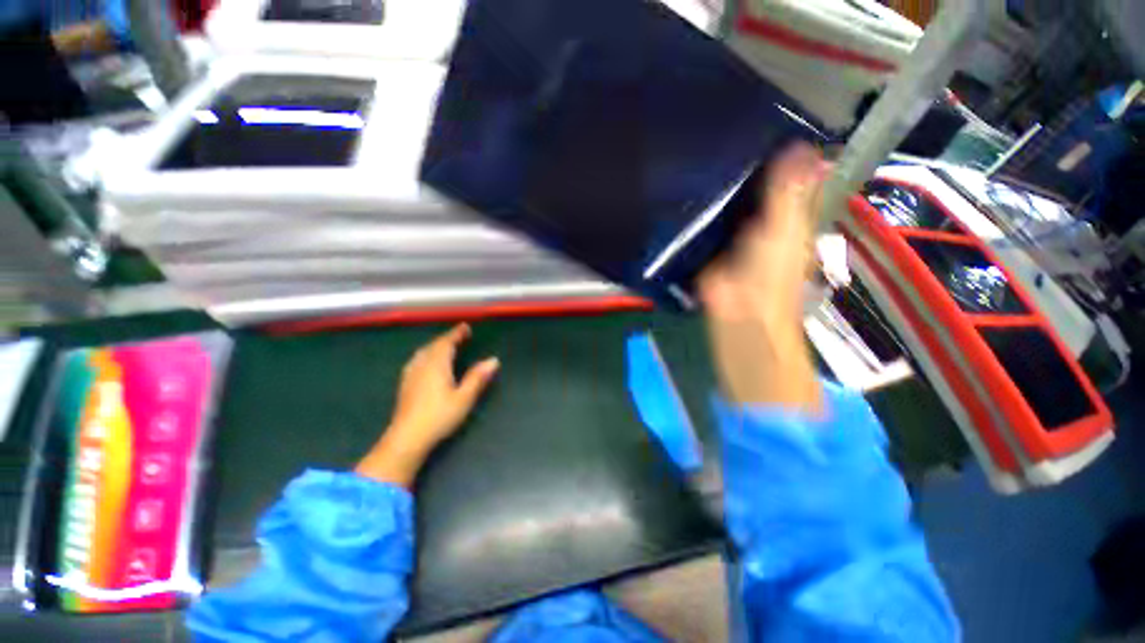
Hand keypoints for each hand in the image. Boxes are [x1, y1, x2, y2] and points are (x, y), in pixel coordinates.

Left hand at [356, 324, 499, 486]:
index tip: (465, 327)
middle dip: (446, 338)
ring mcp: (411, 374)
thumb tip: (493, 360)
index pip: (446, 343)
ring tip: (445, 345)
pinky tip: (426, 362)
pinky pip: (416, 360)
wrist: (407, 438)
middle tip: (459, 335)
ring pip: (423, 352)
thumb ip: (478, 377)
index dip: (456, 333)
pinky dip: (426, 354)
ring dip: (435, 345)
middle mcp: (422, 365)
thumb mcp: (464, 397)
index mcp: (436, 364)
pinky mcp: (405, 384)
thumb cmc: (439, 416)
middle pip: (433, 345)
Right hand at [699, 143, 827, 413]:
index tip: (763, 119)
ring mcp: (732, 236)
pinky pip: (703, 225)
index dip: (781, 152)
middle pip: (752, 188)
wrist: (738, 316)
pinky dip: (696, 211)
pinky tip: (683, 188)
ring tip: (698, 151)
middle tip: (721, 129)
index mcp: (787, 217)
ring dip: (717, 186)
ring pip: (726, 205)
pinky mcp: (708, 249)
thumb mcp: (785, 230)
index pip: (787, 177)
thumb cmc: (771, 276)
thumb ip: (789, 192)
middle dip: (742, 164)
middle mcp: (761, 223)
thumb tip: (801, 145)